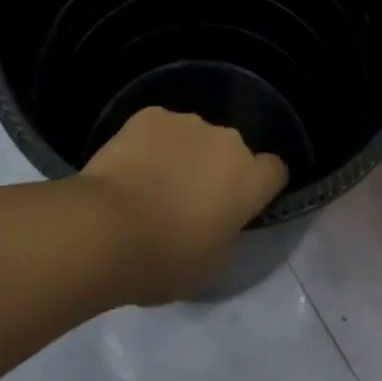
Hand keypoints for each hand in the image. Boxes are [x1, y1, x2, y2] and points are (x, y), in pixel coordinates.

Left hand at [80, 107, 288, 303]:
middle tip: (189, 201)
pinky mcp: (151, 113)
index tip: (241, 206)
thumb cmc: (164, 260)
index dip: (261, 187)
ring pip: (195, 136)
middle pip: (231, 152)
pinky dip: (152, 144)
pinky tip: (130, 168)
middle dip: (217, 170)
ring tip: (153, 184)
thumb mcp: (211, 266)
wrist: (106, 228)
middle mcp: (226, 140)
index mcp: (248, 179)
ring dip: (184, 154)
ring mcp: (187, 121)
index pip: (275, 171)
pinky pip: (160, 128)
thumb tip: (221, 220)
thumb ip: (228, 234)